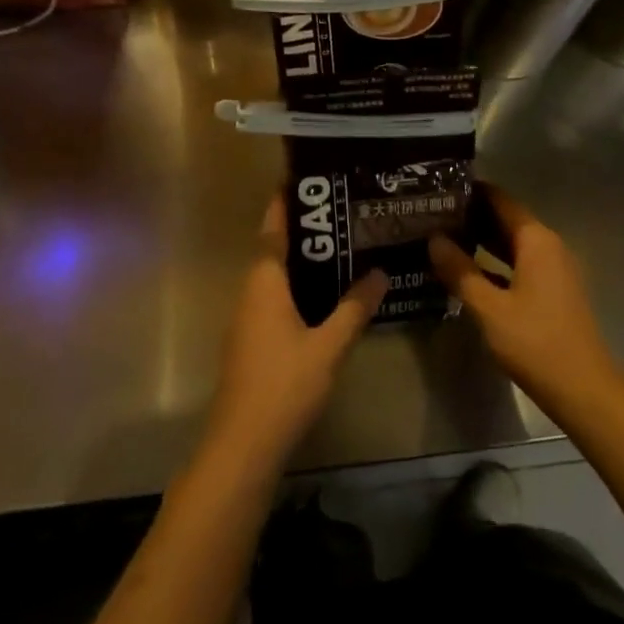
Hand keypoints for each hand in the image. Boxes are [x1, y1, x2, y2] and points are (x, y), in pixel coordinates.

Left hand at [205, 196, 385, 471]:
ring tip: (342, 246)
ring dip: (303, 260)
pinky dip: (299, 286)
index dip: (285, 203)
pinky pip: (276, 298)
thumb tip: (380, 272)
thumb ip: (354, 308)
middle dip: (304, 229)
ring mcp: (249, 319)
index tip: (305, 178)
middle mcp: (251, 292)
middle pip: (275, 249)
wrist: (243, 445)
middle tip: (341, 210)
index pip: (273, 230)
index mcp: (264, 283)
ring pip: (276, 276)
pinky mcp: (253, 341)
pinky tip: (327, 295)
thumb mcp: (329, 345)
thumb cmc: (284, 385)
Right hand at [429, 186, 619, 415]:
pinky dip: (494, 263)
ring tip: (442, 239)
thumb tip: (433, 239)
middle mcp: (548, 246)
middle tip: (431, 215)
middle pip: (506, 219)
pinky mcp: (553, 291)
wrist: (583, 389)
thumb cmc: (535, 342)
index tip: (438, 189)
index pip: (500, 199)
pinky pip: (519, 264)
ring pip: (512, 244)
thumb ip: (460, 271)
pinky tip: (467, 272)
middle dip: (471, 216)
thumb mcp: (489, 307)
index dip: (470, 192)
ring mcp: (553, 269)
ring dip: (481, 241)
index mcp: (536, 240)